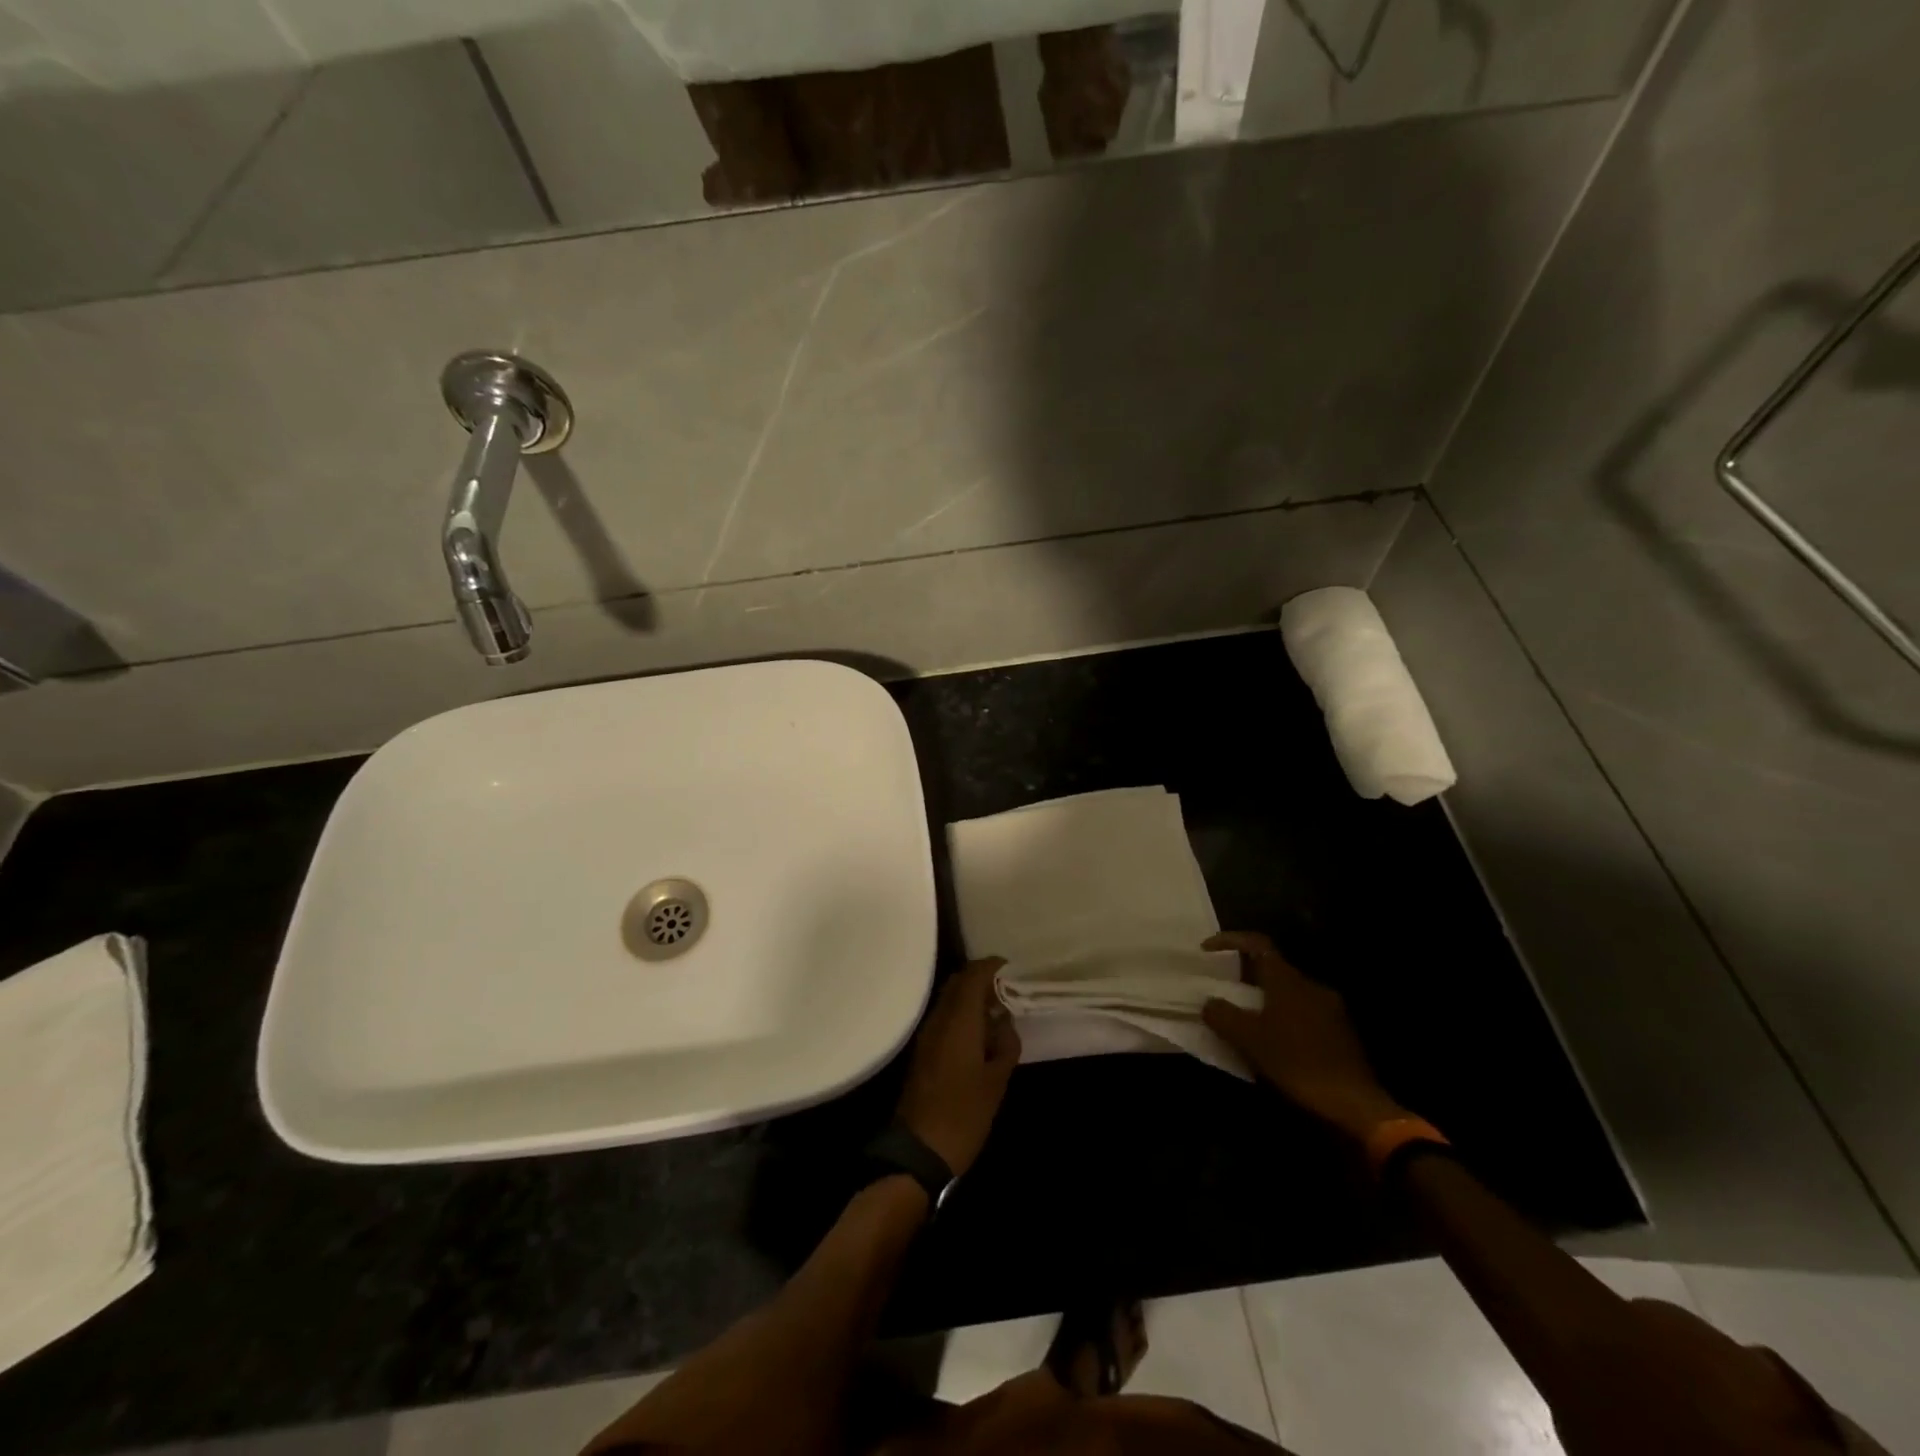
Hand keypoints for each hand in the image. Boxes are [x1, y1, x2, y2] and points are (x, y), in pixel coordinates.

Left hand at [895, 958, 1021, 1175]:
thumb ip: (1005, 1045)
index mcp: (958, 1021)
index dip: (993, 967)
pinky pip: (944, 1017)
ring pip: (949, 999)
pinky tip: (980, 1033)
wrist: (919, 1150)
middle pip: (958, 982)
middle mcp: (939, 1019)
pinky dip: (962, 1014)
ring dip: (971, 997)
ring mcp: (927, 1034)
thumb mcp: (996, 1081)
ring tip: (998, 1011)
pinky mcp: (923, 1050)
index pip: (973, 975)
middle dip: (982, 979)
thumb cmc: (963, 1114)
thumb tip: (1005, 1021)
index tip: (1013, 970)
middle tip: (1008, 990)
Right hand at [1200, 931, 1407, 1143]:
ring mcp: (1330, 1009)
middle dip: (1245, 975)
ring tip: (1244, 1020)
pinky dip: (1282, 1018)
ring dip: (1264, 1000)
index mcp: (1288, 980)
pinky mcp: (1341, 1033)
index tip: (1206, 950)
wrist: (1355, 1104)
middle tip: (1222, 989)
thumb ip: (1223, 1015)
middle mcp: (1311, 986)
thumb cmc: (1297, 1063)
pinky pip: (1303, 1013)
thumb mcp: (1249, 1040)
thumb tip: (1209, 1003)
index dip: (1230, 941)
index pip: (1257, 944)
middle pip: (1272, 968)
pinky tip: (1272, 1043)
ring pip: (1288, 993)